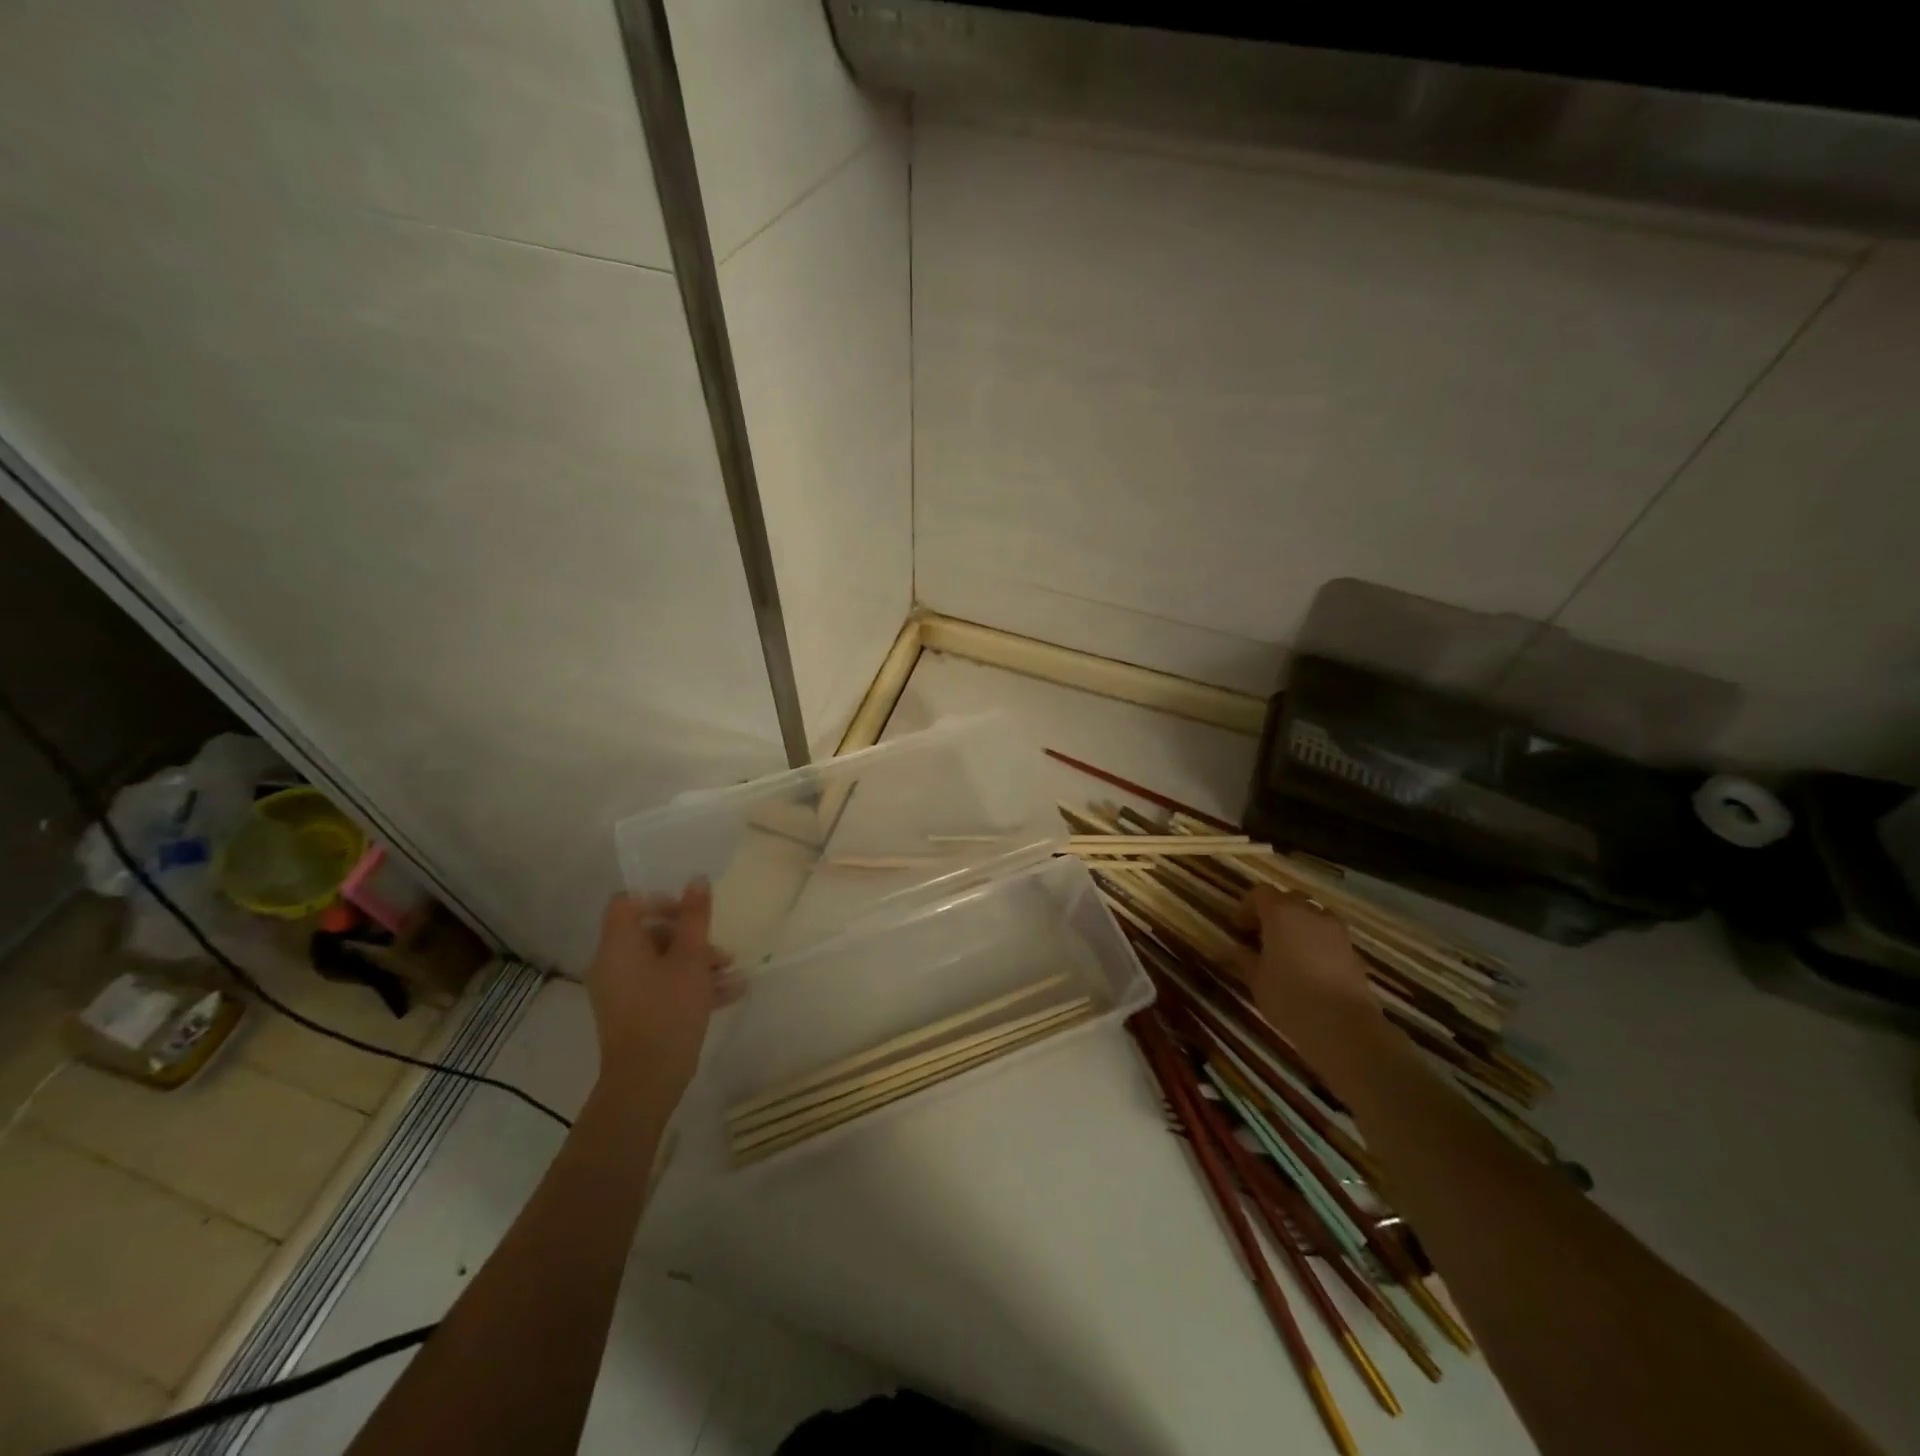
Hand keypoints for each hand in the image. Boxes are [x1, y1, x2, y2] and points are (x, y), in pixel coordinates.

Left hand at [585, 881, 738, 1098]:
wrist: (646, 1080)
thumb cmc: (668, 1009)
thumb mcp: (691, 958)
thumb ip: (695, 917)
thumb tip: (697, 880)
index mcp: (618, 945)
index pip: (628, 904)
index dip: (660, 900)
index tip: (690, 912)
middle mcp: (613, 964)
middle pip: (650, 933)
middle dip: (690, 937)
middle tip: (720, 949)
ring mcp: (621, 992)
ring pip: (661, 963)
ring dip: (698, 962)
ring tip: (733, 971)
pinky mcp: (633, 1015)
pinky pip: (662, 988)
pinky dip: (690, 985)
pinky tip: (731, 992)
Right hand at [1233, 884, 1378, 1058]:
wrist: (1345, 1027)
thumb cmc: (1290, 997)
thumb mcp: (1256, 979)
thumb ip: (1243, 959)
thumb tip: (1232, 950)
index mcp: (1281, 913)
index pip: (1260, 893)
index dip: (1246, 907)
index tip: (1238, 929)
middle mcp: (1311, 913)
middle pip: (1289, 900)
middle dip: (1273, 913)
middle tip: (1261, 937)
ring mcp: (1336, 931)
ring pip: (1313, 916)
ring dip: (1298, 926)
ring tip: (1287, 952)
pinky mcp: (1353, 951)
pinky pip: (1329, 936)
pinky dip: (1316, 943)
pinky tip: (1309, 969)